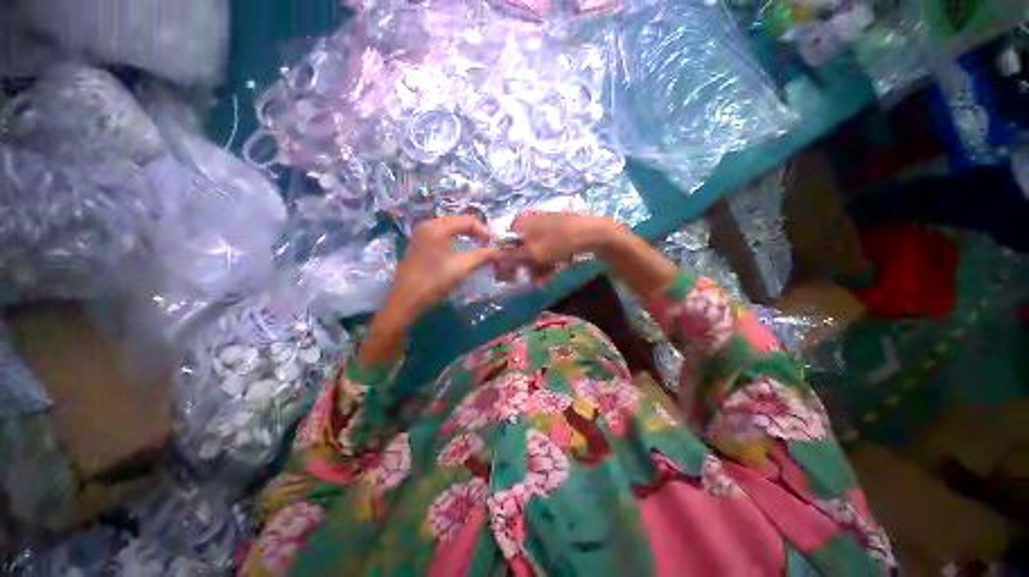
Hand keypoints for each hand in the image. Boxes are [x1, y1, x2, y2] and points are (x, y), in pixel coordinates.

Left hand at [358, 216, 498, 366]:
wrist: (405, 301)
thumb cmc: (434, 282)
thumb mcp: (462, 268)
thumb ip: (483, 256)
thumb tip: (501, 251)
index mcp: (437, 227)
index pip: (467, 220)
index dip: (483, 230)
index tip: (494, 244)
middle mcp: (427, 225)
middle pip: (457, 221)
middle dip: (475, 232)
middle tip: (487, 245)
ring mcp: (420, 234)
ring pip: (449, 228)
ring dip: (465, 236)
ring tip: (476, 248)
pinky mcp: (417, 245)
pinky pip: (440, 235)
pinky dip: (453, 240)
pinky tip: (459, 251)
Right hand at [508, 213, 620, 281]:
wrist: (592, 233)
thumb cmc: (559, 242)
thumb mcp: (532, 253)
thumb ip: (510, 257)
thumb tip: (492, 259)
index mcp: (520, 222)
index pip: (504, 242)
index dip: (505, 261)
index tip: (510, 276)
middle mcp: (530, 221)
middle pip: (519, 248)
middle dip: (524, 266)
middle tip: (530, 280)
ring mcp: (544, 225)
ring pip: (533, 250)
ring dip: (537, 267)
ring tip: (544, 279)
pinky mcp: (556, 231)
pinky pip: (546, 248)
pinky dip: (547, 261)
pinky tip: (553, 271)